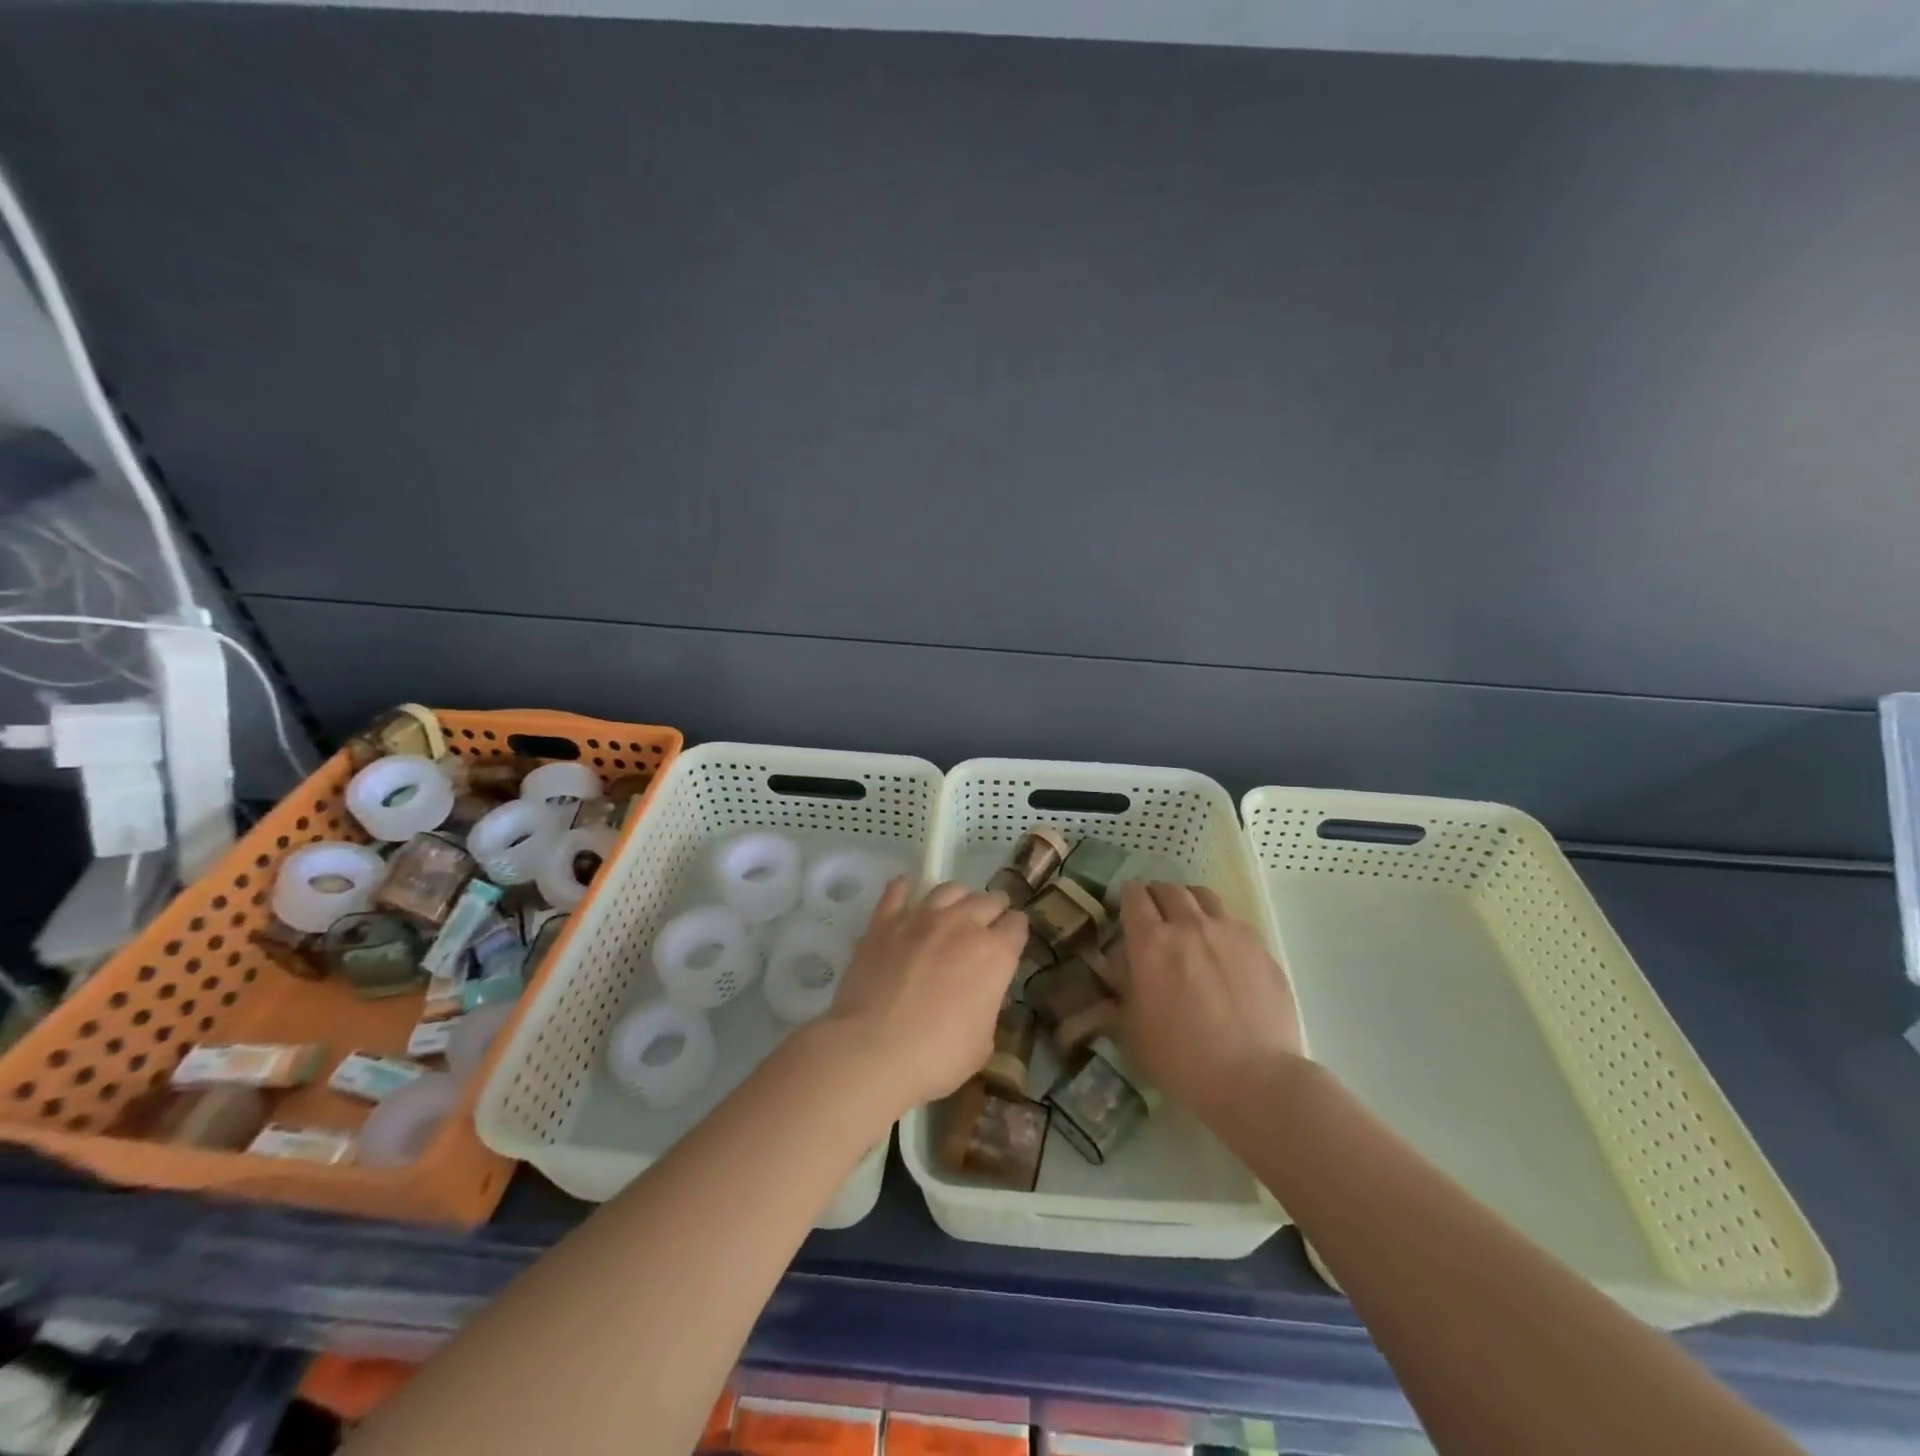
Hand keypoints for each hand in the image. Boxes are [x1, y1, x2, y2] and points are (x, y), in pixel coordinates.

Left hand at [824, 878, 1027, 1113]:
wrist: (873, 1050)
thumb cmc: (936, 1056)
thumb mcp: (982, 1043)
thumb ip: (987, 1007)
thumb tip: (980, 995)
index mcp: (995, 954)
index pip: (1018, 925)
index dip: (1016, 932)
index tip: (1011, 941)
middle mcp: (963, 924)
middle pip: (989, 899)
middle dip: (993, 910)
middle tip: (987, 926)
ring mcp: (921, 917)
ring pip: (950, 889)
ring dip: (958, 899)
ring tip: (953, 911)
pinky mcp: (885, 921)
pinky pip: (898, 890)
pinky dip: (906, 889)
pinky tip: (907, 893)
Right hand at [1118, 881, 1303, 1123]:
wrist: (1254, 1079)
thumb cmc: (1181, 1059)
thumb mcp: (1132, 1028)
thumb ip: (1124, 988)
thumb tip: (1121, 968)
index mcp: (1151, 942)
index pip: (1134, 896)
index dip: (1127, 897)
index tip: (1125, 908)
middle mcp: (1188, 925)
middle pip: (1168, 889)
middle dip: (1156, 895)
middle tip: (1154, 914)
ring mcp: (1229, 932)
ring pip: (1203, 896)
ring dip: (1189, 902)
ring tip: (1189, 921)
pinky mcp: (1260, 947)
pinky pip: (1233, 920)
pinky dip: (1220, 924)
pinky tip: (1222, 948)